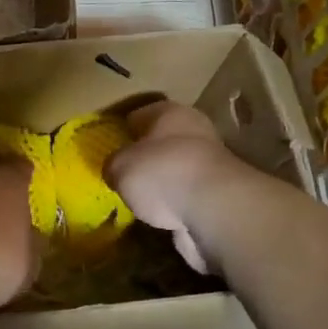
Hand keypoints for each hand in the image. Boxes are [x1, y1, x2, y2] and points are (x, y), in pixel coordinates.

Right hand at [105, 101, 240, 276]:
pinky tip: (159, 216)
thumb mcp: (120, 166)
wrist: (214, 210)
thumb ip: (113, 165)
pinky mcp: (218, 195)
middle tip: (122, 172)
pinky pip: (186, 196)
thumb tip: (115, 171)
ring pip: (176, 169)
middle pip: (161, 141)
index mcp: (170, 112)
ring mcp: (209, 164)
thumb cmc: (162, 172)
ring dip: (162, 182)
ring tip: (139, 198)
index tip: (109, 145)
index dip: (122, 129)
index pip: (139, 114)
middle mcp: (194, 131)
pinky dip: (175, 205)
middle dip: (144, 156)